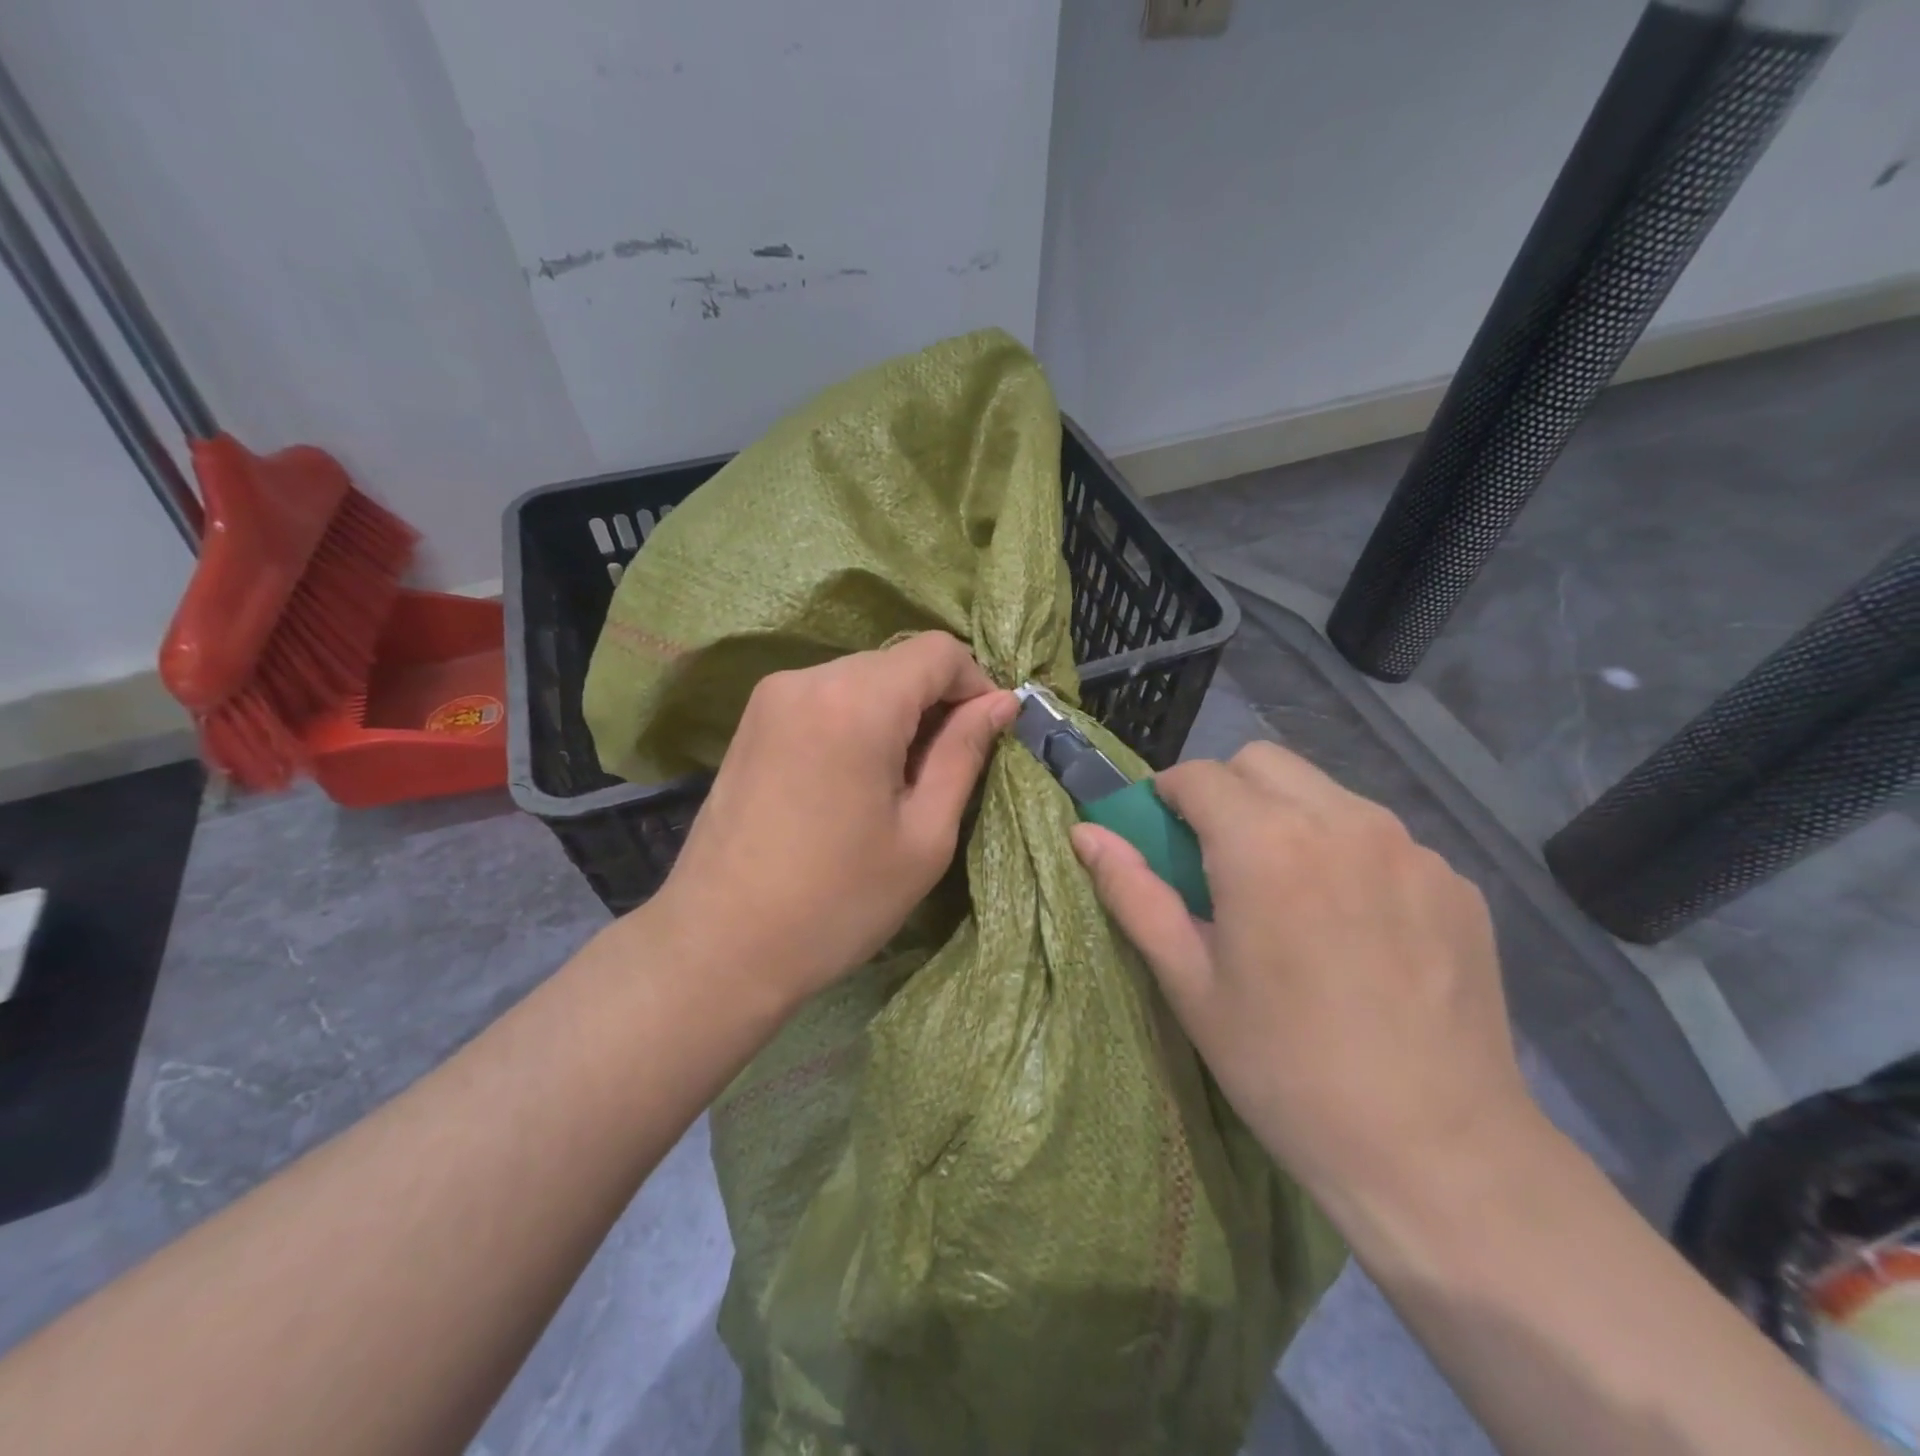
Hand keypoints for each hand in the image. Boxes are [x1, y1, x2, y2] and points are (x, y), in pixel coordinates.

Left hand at [651, 632, 1016, 1007]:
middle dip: (934, 701)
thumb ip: (964, 754)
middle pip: (898, 662)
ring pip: (861, 677)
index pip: (938, 651)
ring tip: (898, 781)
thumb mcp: (923, 835)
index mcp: (856, 702)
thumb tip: (1001, 702)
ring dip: (895, 713)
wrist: (720, 946)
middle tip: (944, 769)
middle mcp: (808, 679)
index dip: (974, 685)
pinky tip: (855, 776)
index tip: (985, 736)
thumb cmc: (837, 902)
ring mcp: (771, 696)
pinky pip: (825, 697)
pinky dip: (857, 719)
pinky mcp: (752, 720)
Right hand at [1071, 741, 1532, 1205]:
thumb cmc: (1285, 1069)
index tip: (1164, 839)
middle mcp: (1342, 821)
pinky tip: (1355, 928)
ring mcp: (1410, 847)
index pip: (1199, 775)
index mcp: (1265, 844)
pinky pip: (1381, 837)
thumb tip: (1084, 834)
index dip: (1168, 798)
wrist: (1438, 1154)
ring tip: (1290, 897)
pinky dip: (1347, 854)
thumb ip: (1133, 893)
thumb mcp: (1190, 982)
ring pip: (1324, 792)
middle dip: (1227, 792)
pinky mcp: (1456, 881)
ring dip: (1287, 817)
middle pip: (1263, 762)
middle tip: (1219, 863)